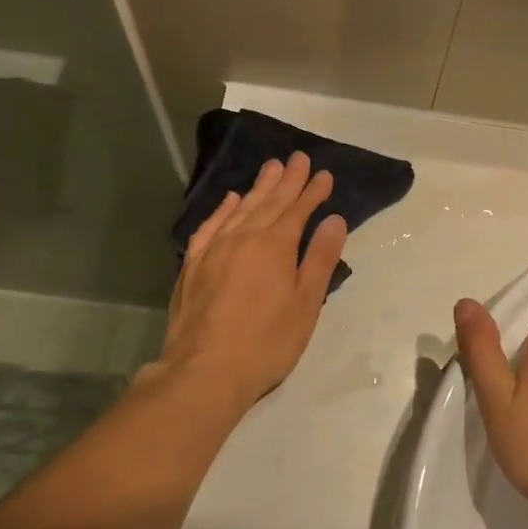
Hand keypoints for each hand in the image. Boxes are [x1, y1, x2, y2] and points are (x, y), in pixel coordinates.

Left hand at [155, 153, 347, 415]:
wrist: (204, 371)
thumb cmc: (266, 342)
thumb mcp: (305, 303)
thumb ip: (319, 258)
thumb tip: (334, 219)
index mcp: (274, 246)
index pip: (298, 209)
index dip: (312, 191)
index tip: (324, 174)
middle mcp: (243, 237)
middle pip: (270, 201)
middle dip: (287, 179)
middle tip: (298, 157)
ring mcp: (214, 249)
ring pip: (241, 208)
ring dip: (259, 187)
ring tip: (271, 167)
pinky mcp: (193, 264)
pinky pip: (211, 225)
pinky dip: (223, 209)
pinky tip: (231, 200)